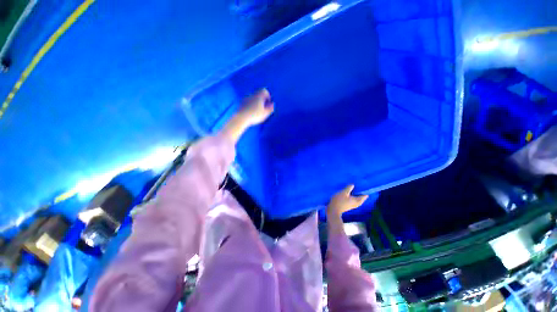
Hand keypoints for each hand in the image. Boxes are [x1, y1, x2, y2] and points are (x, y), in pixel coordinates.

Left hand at [222, 88, 273, 143]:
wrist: (241, 118)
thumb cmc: (254, 115)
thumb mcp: (265, 113)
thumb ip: (270, 108)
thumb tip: (272, 104)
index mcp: (259, 96)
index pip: (264, 91)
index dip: (268, 96)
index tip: (268, 102)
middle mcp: (252, 95)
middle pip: (258, 94)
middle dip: (262, 99)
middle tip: (263, 108)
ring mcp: (245, 99)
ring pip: (253, 98)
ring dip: (256, 102)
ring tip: (257, 111)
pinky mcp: (241, 103)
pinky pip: (247, 102)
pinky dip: (250, 105)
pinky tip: (251, 112)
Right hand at [327, 185, 368, 219]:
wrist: (333, 210)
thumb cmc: (339, 200)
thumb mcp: (344, 192)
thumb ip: (349, 188)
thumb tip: (353, 185)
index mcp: (357, 200)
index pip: (364, 196)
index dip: (364, 191)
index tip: (363, 185)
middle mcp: (356, 203)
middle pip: (361, 198)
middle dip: (360, 193)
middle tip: (359, 187)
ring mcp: (352, 205)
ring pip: (356, 199)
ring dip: (355, 195)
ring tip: (353, 190)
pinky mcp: (348, 206)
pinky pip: (352, 200)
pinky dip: (352, 197)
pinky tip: (348, 194)